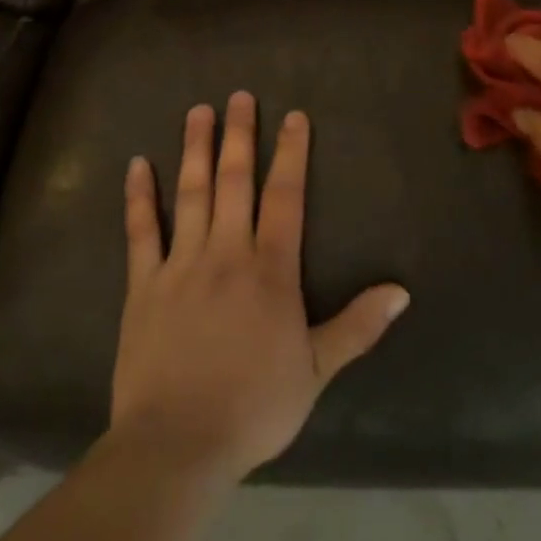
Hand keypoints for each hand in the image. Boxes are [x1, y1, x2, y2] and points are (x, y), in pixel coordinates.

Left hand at [111, 92, 410, 482]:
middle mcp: (226, 252)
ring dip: (195, 149)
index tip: (294, 116)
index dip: (291, 153)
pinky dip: (139, 196)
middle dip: (239, 135)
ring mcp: (181, 264)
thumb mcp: (317, 370)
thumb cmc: (254, 406)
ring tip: (198, 111)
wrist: (177, 445)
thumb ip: (358, 326)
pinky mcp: (143, 286)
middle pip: (234, 180)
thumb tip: (402, 291)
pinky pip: (141, 232)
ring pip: (190, 193)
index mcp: (269, 269)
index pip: (285, 196)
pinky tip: (138, 164)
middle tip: (239, 95)